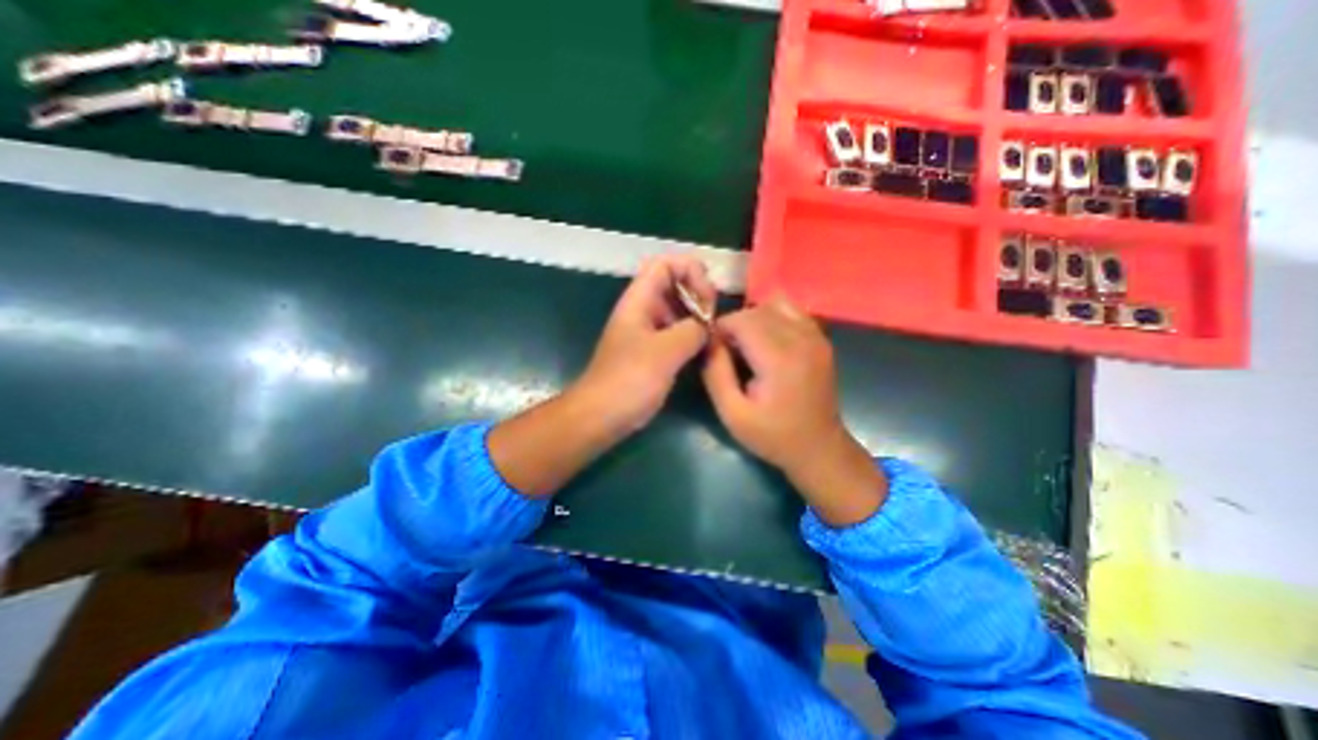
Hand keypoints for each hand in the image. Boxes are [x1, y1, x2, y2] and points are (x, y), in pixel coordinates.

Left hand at [574, 254, 715, 432]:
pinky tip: (703, 350)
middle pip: (674, 284)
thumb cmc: (629, 380)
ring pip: (677, 309)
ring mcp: (646, 331)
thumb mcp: (665, 351)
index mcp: (639, 301)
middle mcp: (642, 310)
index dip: (690, 271)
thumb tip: (709, 325)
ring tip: (712, 334)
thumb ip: (693, 330)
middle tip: (713, 319)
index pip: (666, 264)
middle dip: (698, 294)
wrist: (601, 415)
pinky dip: (691, 335)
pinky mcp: (651, 352)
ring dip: (697, 316)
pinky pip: (675, 332)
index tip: (708, 299)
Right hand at [699, 299, 883, 527]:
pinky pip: (792, 312)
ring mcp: (816, 336)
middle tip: (725, 350)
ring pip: (775, 305)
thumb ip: (715, 373)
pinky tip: (767, 341)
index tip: (712, 347)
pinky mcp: (821, 339)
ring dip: (754, 318)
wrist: (819, 448)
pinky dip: (773, 317)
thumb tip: (707, 341)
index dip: (720, 327)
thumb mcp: (732, 413)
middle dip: (735, 324)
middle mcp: (801, 339)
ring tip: (746, 344)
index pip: (742, 320)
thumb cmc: (773, 436)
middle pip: (757, 310)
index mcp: (779, 359)